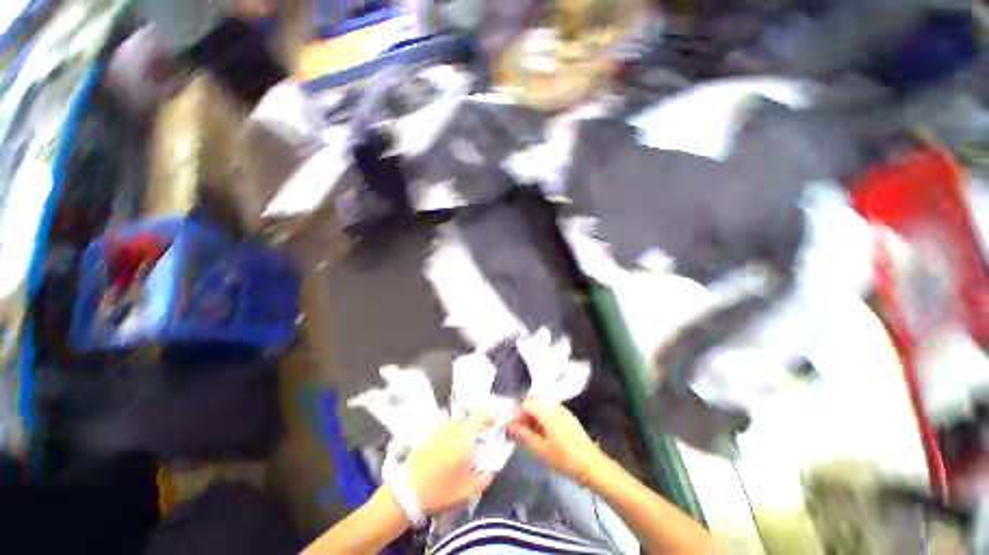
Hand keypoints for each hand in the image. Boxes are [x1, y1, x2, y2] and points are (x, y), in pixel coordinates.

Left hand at [404, 414, 494, 513]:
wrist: (407, 492)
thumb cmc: (440, 491)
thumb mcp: (468, 490)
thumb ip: (485, 477)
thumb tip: (493, 468)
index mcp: (464, 437)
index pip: (480, 416)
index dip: (489, 417)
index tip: (493, 425)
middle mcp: (452, 427)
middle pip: (468, 419)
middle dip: (474, 428)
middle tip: (475, 443)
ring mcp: (438, 429)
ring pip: (455, 423)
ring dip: (461, 431)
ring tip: (460, 447)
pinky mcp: (426, 434)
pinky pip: (443, 428)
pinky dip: (448, 434)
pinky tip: (444, 450)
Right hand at [508, 398, 602, 482]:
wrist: (591, 465)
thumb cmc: (564, 458)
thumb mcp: (540, 449)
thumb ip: (523, 435)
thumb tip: (509, 426)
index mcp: (546, 410)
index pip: (525, 404)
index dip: (517, 415)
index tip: (514, 430)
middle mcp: (554, 405)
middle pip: (534, 399)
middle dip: (525, 412)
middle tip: (522, 429)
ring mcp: (562, 409)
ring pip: (542, 403)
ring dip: (534, 413)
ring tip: (532, 432)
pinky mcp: (568, 415)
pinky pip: (550, 408)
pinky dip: (543, 415)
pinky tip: (544, 432)